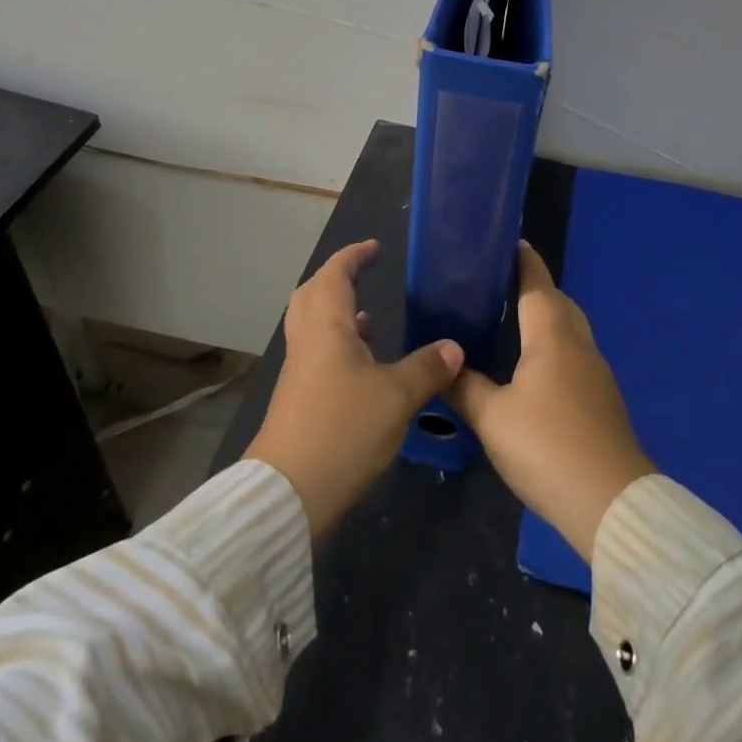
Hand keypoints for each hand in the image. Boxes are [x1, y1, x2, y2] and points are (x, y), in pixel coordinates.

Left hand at [244, 240, 463, 544]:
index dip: (353, 256)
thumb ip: (427, 368)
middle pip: (313, 295)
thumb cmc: (342, 430)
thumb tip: (454, 347)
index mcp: (325, 327)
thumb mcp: (396, 397)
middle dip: (337, 278)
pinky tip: (362, 365)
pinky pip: (317, 353)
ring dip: (336, 312)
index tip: (374, 247)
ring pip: (313, 326)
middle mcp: (307, 341)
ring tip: (368, 315)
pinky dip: (337, 344)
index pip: (335, 274)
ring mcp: (299, 372)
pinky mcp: (298, 399)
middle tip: (364, 273)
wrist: (288, 494)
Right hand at [449, 242, 653, 561]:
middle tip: (505, 286)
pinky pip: (577, 358)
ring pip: (572, 331)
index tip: (514, 243)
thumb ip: (465, 388)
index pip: (537, 286)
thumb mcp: (492, 418)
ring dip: (549, 319)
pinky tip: (539, 371)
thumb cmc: (546, 446)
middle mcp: (579, 346)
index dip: (525, 263)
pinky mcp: (604, 403)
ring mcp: (597, 375)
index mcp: (552, 337)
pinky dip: (557, 348)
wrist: (611, 504)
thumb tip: (445, 365)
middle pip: (561, 304)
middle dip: (537, 289)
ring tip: (517, 324)